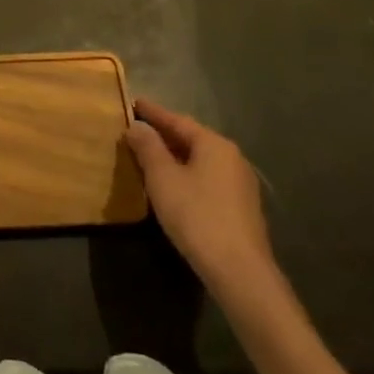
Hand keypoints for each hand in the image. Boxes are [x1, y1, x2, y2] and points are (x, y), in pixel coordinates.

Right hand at [125, 100, 276, 295]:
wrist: (239, 272)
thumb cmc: (196, 215)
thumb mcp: (162, 177)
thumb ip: (148, 147)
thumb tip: (137, 126)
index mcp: (214, 144)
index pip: (177, 120)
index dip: (153, 112)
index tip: (133, 102)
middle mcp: (232, 158)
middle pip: (191, 138)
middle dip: (164, 133)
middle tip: (138, 128)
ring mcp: (240, 184)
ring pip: (200, 160)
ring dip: (175, 155)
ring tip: (150, 154)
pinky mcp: (241, 208)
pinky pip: (207, 178)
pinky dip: (187, 173)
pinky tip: (173, 184)